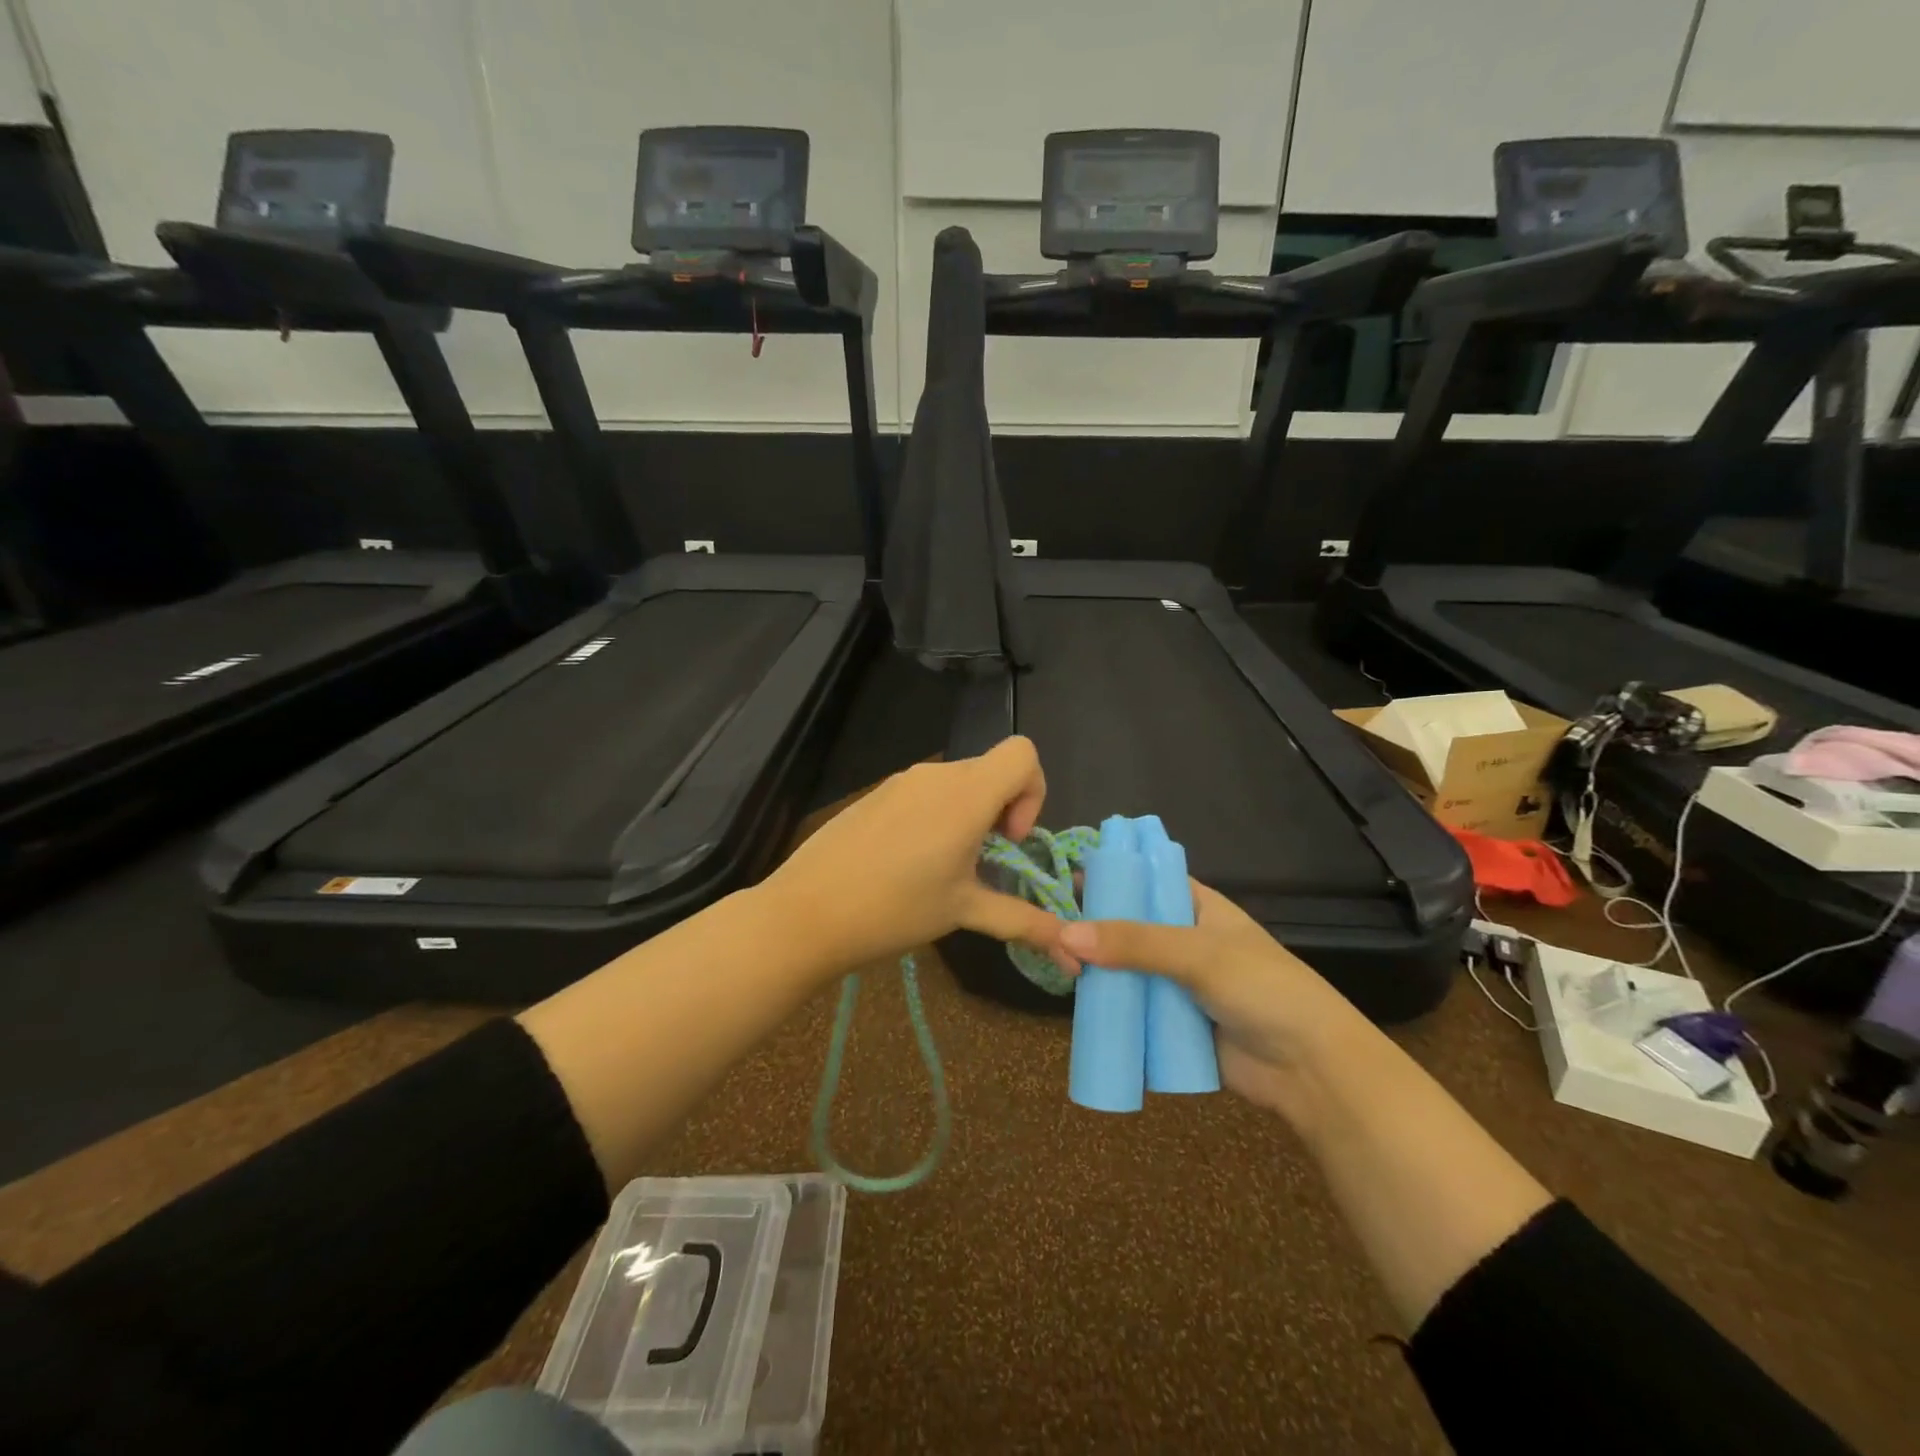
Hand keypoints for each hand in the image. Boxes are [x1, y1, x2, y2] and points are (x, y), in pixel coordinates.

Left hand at [762, 737, 1070, 976]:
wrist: (805, 912)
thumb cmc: (894, 909)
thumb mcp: (963, 912)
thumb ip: (1023, 922)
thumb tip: (1073, 952)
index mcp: (966, 794)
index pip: (1024, 753)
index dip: (1033, 792)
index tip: (1009, 841)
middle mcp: (937, 774)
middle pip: (992, 771)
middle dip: (1002, 813)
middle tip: (982, 865)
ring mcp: (902, 781)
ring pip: (958, 783)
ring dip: (969, 817)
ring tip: (945, 869)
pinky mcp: (877, 793)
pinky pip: (925, 792)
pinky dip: (937, 817)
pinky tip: (909, 863)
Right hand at [1056, 882, 1366, 1114]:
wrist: (1310, 1069)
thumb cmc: (1262, 989)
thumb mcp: (1198, 954)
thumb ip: (1134, 943)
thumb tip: (1064, 933)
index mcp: (1198, 908)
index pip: (1146, 881)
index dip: (1110, 877)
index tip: (1064, 881)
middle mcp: (1184, 941)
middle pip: (1129, 928)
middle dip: (1093, 931)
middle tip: (1050, 933)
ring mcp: (1178, 985)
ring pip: (1127, 971)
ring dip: (1097, 972)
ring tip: (1055, 967)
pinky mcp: (1173, 1025)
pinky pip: (1133, 1011)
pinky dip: (1109, 1009)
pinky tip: (1076, 1006)